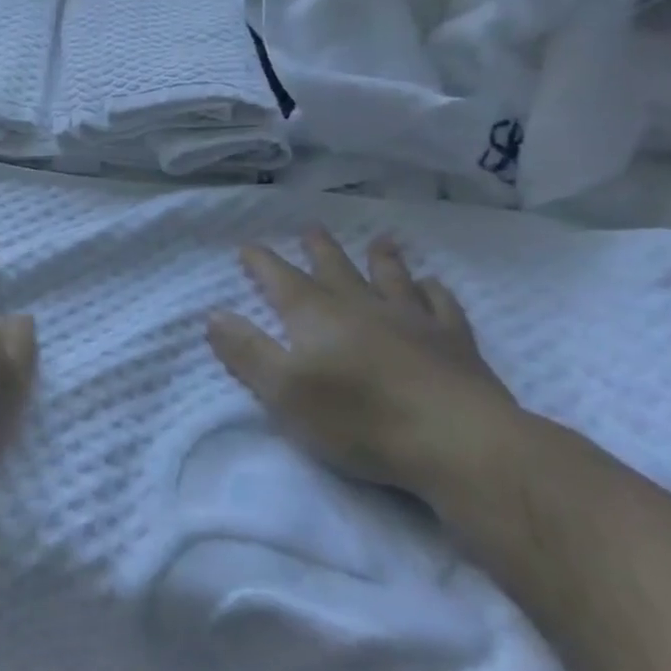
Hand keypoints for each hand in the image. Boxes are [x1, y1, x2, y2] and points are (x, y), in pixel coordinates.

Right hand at [207, 228, 519, 508]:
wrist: (457, 441)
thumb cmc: (358, 419)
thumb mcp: (283, 391)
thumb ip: (247, 351)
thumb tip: (214, 314)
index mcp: (316, 317)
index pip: (280, 280)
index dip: (261, 263)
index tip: (248, 247)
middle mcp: (362, 307)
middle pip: (335, 270)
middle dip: (318, 249)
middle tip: (311, 228)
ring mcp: (412, 321)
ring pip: (391, 279)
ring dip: (381, 259)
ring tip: (380, 240)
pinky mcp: (455, 343)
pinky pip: (442, 305)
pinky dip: (435, 291)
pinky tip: (433, 285)